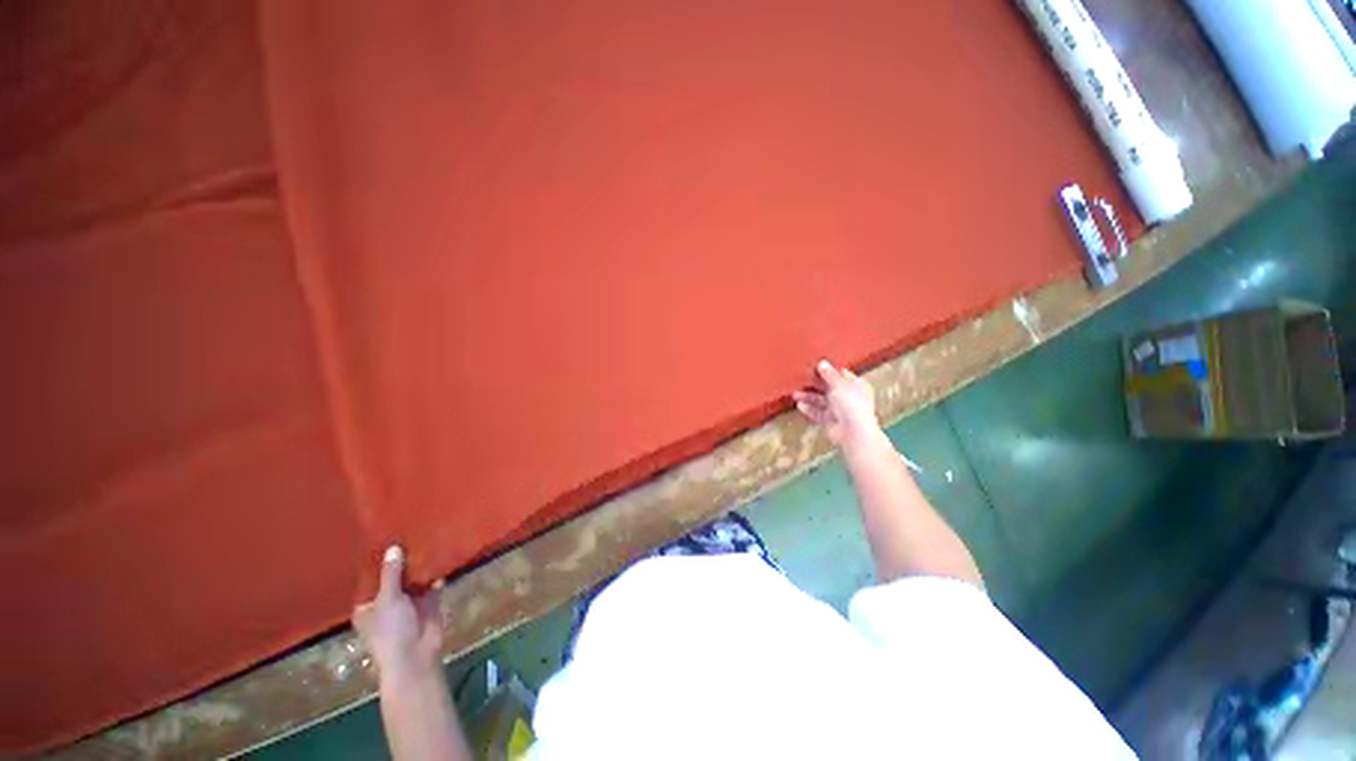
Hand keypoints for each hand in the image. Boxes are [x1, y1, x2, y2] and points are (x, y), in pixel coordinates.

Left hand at [352, 545, 442, 679]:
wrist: (416, 654)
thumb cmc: (391, 630)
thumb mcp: (388, 599)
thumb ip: (391, 573)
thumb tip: (393, 547)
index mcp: (368, 606)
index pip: (371, 580)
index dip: (377, 562)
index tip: (383, 539)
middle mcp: (387, 602)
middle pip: (395, 577)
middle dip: (402, 561)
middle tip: (409, 532)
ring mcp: (409, 603)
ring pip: (414, 579)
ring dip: (420, 566)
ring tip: (426, 538)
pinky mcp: (428, 603)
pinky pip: (433, 583)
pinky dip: (436, 573)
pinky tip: (442, 555)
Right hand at [793, 360, 880, 447]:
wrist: (853, 432)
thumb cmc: (850, 403)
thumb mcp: (839, 384)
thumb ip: (829, 374)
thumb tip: (822, 362)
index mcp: (856, 385)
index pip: (841, 374)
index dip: (829, 370)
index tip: (814, 365)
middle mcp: (848, 397)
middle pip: (829, 388)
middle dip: (815, 384)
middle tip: (800, 379)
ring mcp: (839, 410)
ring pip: (821, 401)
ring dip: (808, 397)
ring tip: (795, 394)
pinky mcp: (830, 421)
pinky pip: (818, 413)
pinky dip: (809, 409)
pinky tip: (799, 405)